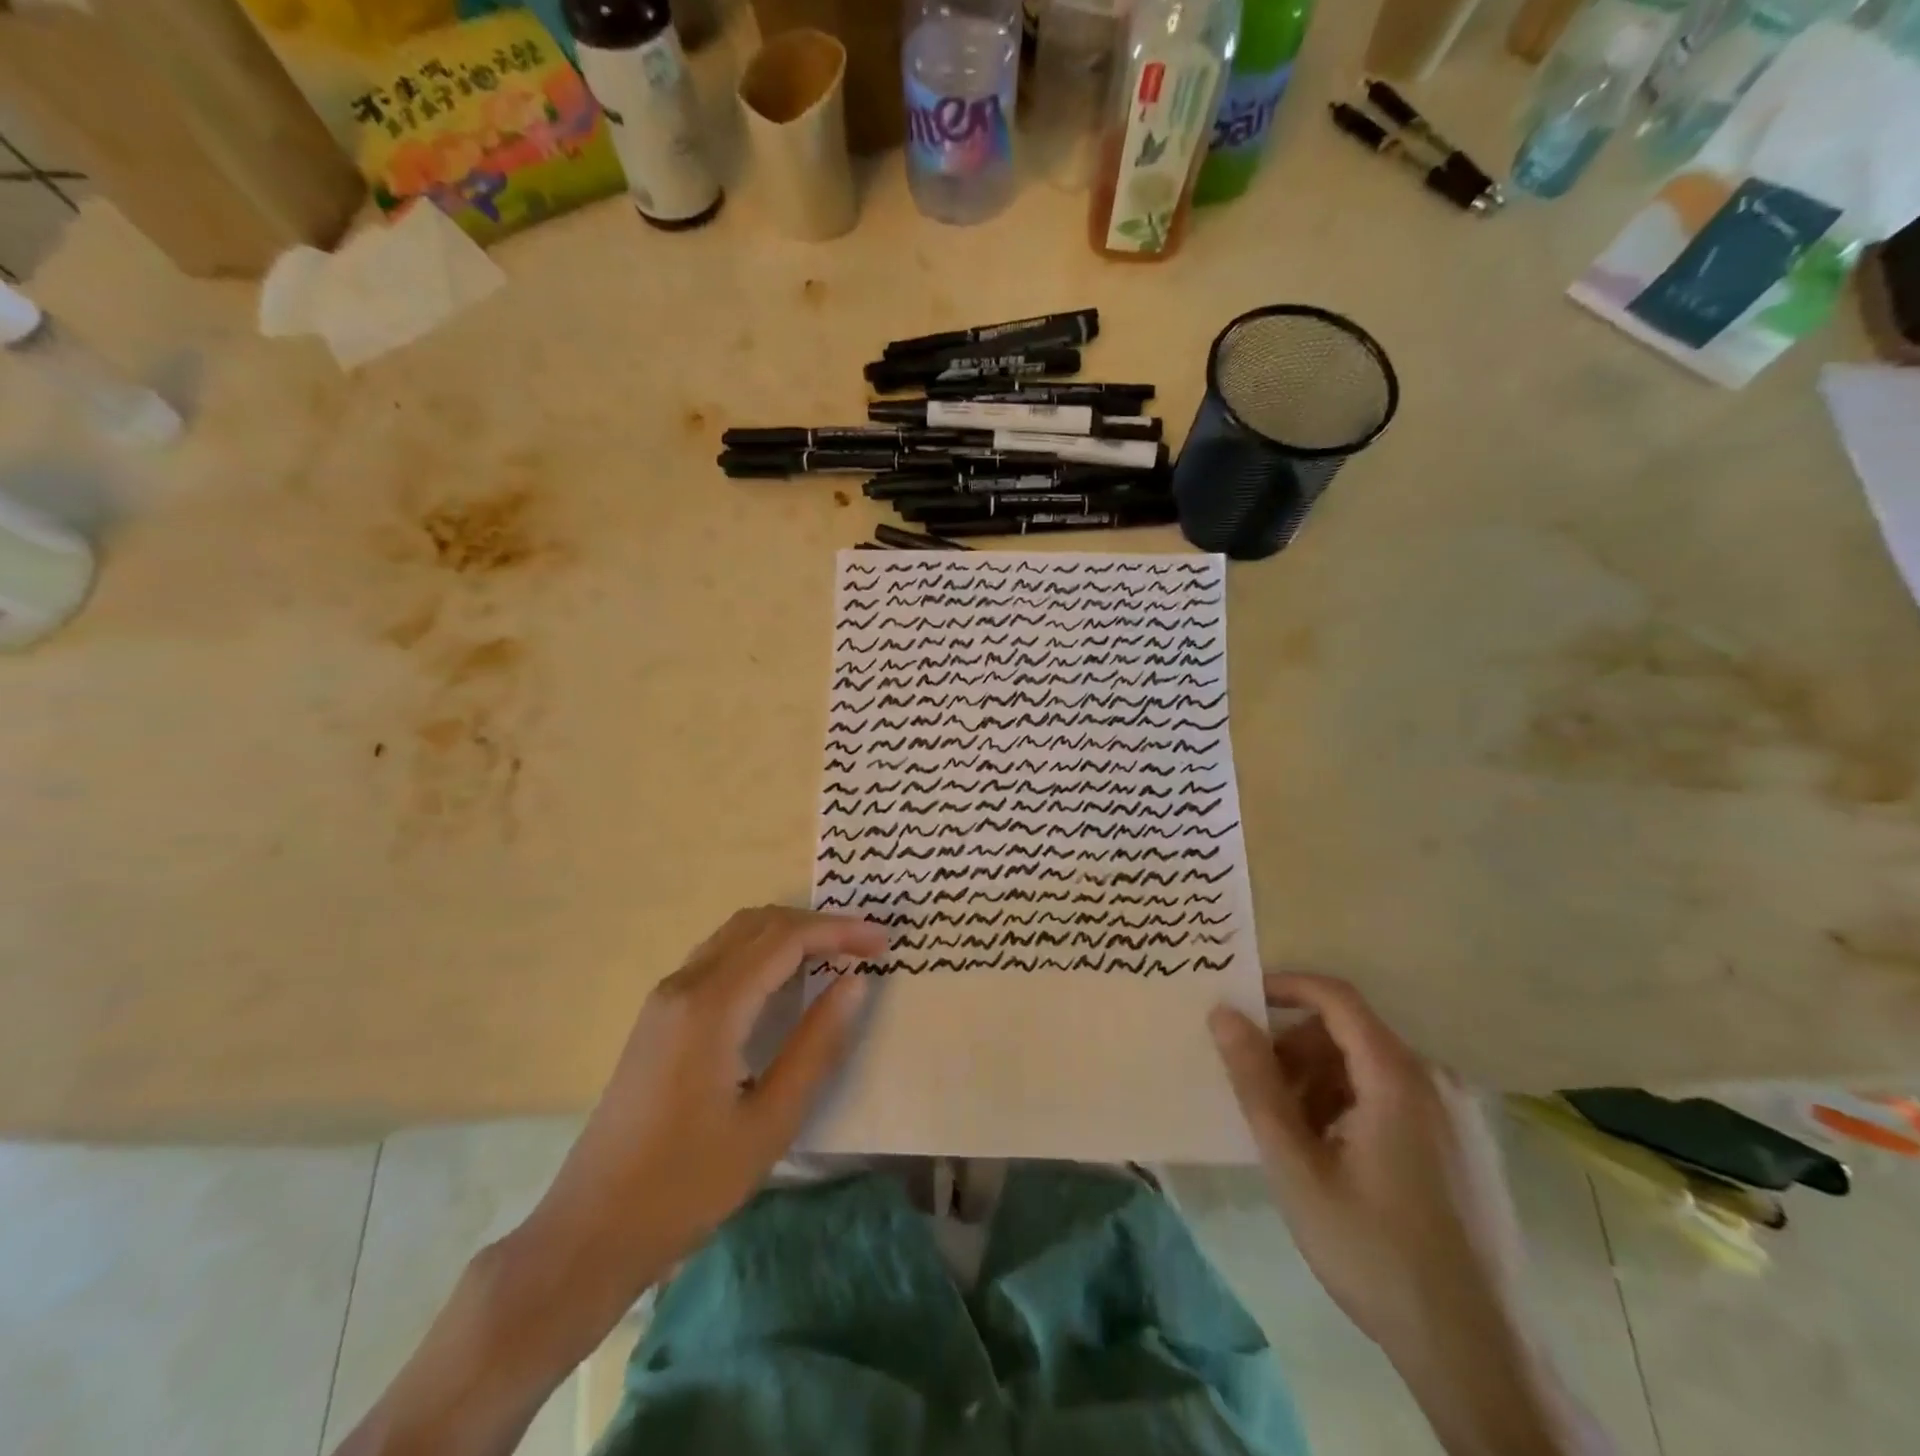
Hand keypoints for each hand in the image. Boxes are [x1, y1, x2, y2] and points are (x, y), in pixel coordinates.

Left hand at [518, 906, 885, 1311]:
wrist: (590, 1231)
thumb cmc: (687, 1185)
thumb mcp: (771, 1122)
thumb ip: (818, 1045)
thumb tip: (855, 981)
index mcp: (711, 1007)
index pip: (785, 940)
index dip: (839, 931)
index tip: (882, 943)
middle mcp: (684, 985)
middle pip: (760, 923)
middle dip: (817, 924)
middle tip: (865, 945)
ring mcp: (665, 997)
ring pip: (736, 934)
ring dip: (788, 933)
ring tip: (834, 954)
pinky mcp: (658, 1015)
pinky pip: (719, 956)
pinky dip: (761, 950)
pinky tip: (784, 979)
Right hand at [1208, 973, 1530, 1352]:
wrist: (1480, 1355)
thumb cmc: (1375, 1252)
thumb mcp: (1297, 1166)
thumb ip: (1256, 1083)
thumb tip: (1223, 1014)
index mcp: (1400, 1076)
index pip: (1336, 997)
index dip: (1284, 987)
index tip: (1241, 1004)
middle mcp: (1438, 1080)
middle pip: (1351, 1034)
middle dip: (1296, 1051)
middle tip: (1262, 1095)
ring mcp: (1462, 1113)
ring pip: (1373, 1067)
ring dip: (1323, 1083)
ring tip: (1296, 1137)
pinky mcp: (1471, 1145)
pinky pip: (1400, 1096)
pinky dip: (1356, 1105)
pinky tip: (1339, 1159)